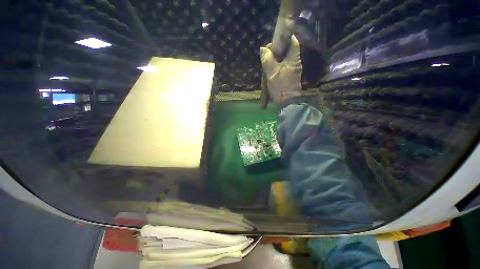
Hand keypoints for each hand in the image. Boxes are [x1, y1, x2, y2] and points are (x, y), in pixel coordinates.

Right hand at [259, 35, 301, 104]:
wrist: (287, 103)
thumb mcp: (272, 73)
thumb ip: (267, 60)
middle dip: (277, 50)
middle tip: (266, 54)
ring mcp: (293, 70)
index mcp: (293, 59)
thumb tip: (263, 48)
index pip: (292, 41)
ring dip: (275, 60)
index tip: (273, 42)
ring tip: (266, 63)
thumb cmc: (280, 87)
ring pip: (284, 59)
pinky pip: (283, 67)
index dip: (284, 38)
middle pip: (287, 50)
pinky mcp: (290, 76)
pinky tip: (270, 70)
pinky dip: (276, 67)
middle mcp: (295, 62)